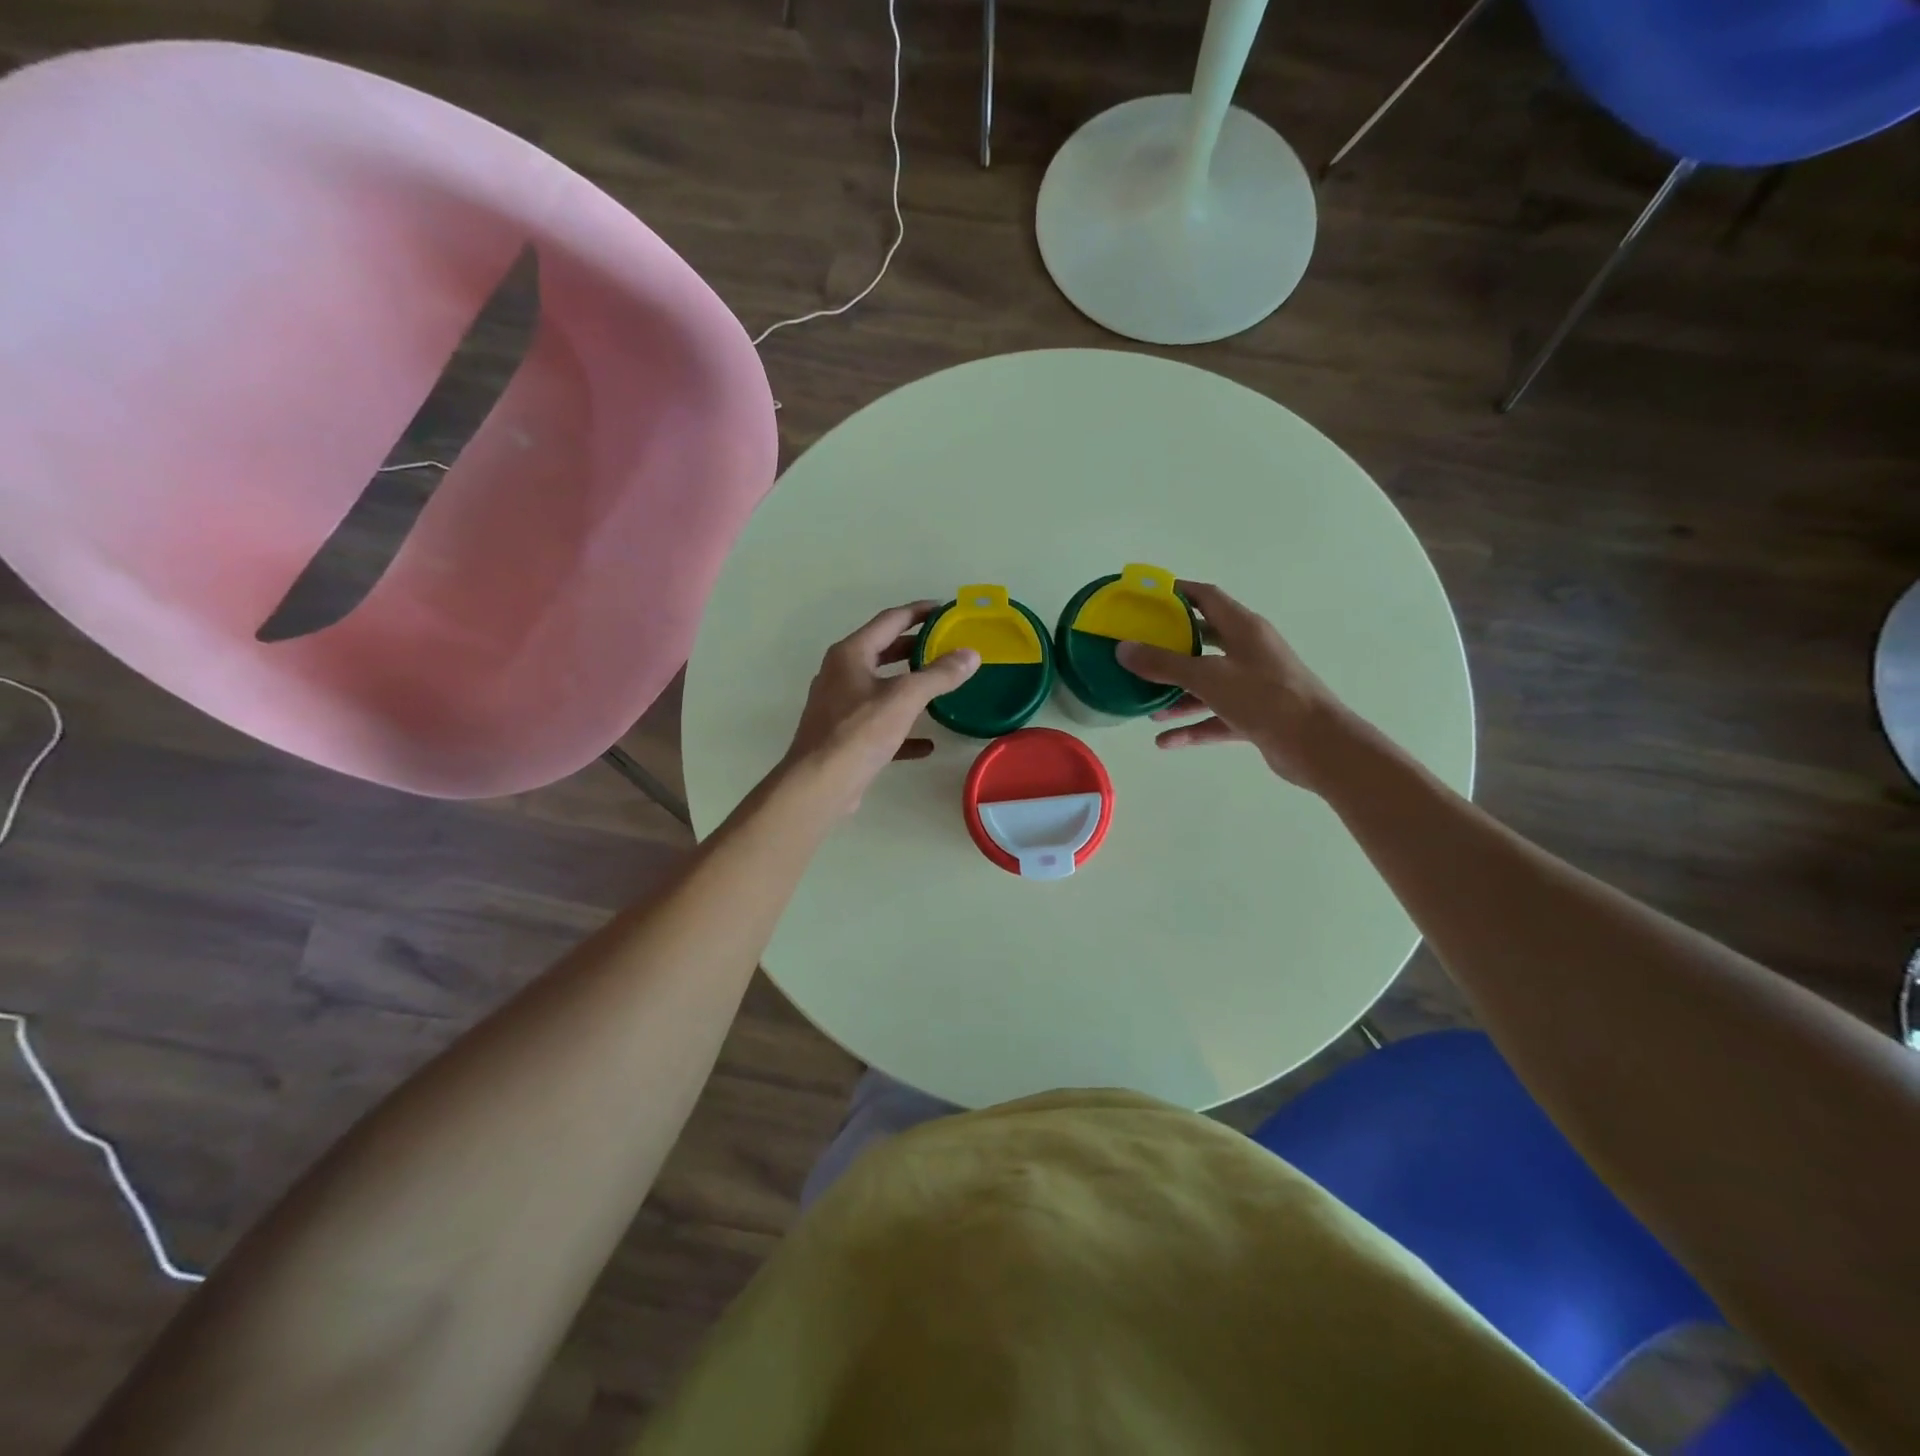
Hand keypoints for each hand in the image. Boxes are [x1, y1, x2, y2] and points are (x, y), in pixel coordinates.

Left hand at [783, 602, 979, 814]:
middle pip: (884, 651)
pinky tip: (927, 743)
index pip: (890, 620)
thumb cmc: (859, 732)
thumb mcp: (904, 698)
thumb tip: (971, 654)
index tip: (946, 610)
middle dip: (916, 647)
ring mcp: (840, 706)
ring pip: (881, 688)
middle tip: (948, 645)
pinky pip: (879, 725)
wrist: (820, 784)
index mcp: (851, 654)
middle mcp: (841, 674)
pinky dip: (903, 728)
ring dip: (909, 686)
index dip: (919, 612)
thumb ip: (939, 675)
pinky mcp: (844, 737)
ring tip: (941, 686)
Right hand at [1116, 581, 1351, 791]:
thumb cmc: (1264, 698)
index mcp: (1244, 628)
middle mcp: (1249, 651)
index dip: (1177, 593)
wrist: (1316, 745)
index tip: (1146, 597)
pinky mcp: (1256, 716)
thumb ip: (1163, 664)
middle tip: (1138, 650)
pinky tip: (1164, 740)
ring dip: (1177, 694)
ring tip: (1145, 704)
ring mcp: (1254, 685)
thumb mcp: (1208, 677)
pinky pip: (1216, 717)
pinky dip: (1192, 727)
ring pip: (1208, 684)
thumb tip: (1123, 649)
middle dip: (1170, 646)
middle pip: (1204, 640)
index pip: (1207, 597)